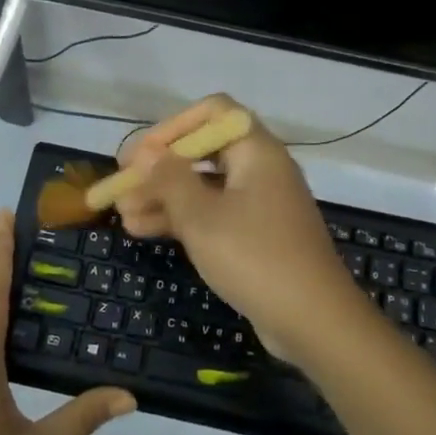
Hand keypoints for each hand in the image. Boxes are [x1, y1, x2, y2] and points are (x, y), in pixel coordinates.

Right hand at [114, 95, 371, 366]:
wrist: (314, 321)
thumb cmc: (255, 257)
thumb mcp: (201, 217)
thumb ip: (169, 179)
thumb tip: (146, 152)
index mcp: (256, 151)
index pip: (213, 113)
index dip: (172, 127)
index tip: (139, 155)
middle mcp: (260, 169)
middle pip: (203, 152)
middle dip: (160, 168)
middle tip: (122, 187)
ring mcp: (259, 204)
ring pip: (203, 187)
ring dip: (163, 197)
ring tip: (123, 214)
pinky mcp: (256, 235)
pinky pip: (213, 214)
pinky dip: (182, 219)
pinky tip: (143, 231)